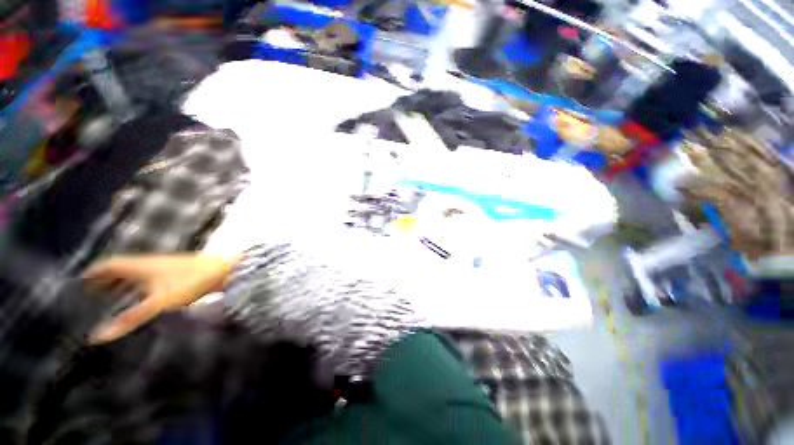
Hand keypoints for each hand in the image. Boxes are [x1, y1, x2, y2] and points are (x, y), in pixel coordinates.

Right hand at [82, 254, 240, 343]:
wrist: (225, 270)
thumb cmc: (190, 282)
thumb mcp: (157, 302)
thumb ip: (130, 318)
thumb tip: (97, 337)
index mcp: (140, 265)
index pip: (109, 265)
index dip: (94, 272)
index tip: (79, 281)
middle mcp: (150, 263)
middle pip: (121, 268)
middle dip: (105, 279)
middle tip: (91, 292)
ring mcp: (165, 266)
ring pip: (136, 273)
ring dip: (121, 282)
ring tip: (111, 295)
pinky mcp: (177, 272)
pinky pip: (150, 277)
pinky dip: (139, 285)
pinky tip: (143, 295)